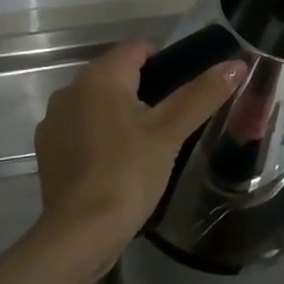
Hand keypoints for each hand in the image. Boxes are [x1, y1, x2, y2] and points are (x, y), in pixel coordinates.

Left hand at [34, 41, 245, 257]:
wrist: (79, 234)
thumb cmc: (128, 174)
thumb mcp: (170, 133)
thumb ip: (202, 95)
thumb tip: (236, 64)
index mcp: (100, 75)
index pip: (137, 49)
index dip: (164, 62)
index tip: (183, 92)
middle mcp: (70, 88)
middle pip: (115, 74)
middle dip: (143, 89)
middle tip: (171, 122)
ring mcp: (54, 119)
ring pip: (96, 102)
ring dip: (119, 113)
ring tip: (146, 144)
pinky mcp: (47, 148)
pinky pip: (80, 127)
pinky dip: (98, 135)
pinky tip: (116, 163)